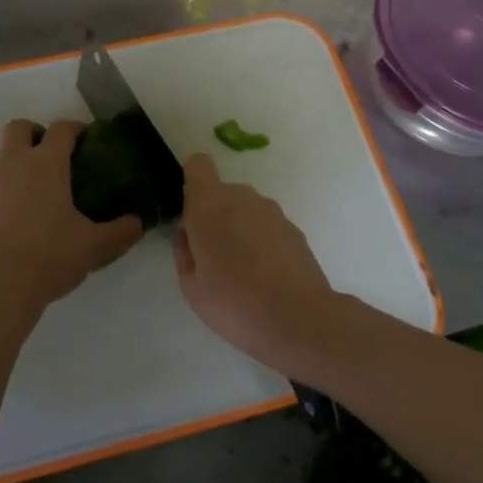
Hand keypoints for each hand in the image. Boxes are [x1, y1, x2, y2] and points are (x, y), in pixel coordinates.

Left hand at [0, 119, 143, 312]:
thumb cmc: (49, 257)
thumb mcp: (95, 246)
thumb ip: (121, 231)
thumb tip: (138, 222)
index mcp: (46, 163)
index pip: (61, 129)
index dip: (75, 129)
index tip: (84, 139)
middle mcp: (12, 162)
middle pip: (18, 127)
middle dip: (34, 134)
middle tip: (48, 155)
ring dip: (8, 158)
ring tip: (22, 182)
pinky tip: (2, 209)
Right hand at [173, 153, 341, 371]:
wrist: (298, 319)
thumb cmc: (233, 302)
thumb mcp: (190, 285)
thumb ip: (184, 250)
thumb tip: (190, 233)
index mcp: (209, 203)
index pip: (198, 164)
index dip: (192, 182)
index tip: (191, 213)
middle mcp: (242, 197)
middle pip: (222, 193)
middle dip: (215, 216)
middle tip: (213, 259)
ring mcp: (272, 211)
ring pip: (246, 211)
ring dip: (240, 231)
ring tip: (243, 274)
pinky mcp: (294, 229)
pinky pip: (267, 228)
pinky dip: (262, 244)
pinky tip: (266, 278)